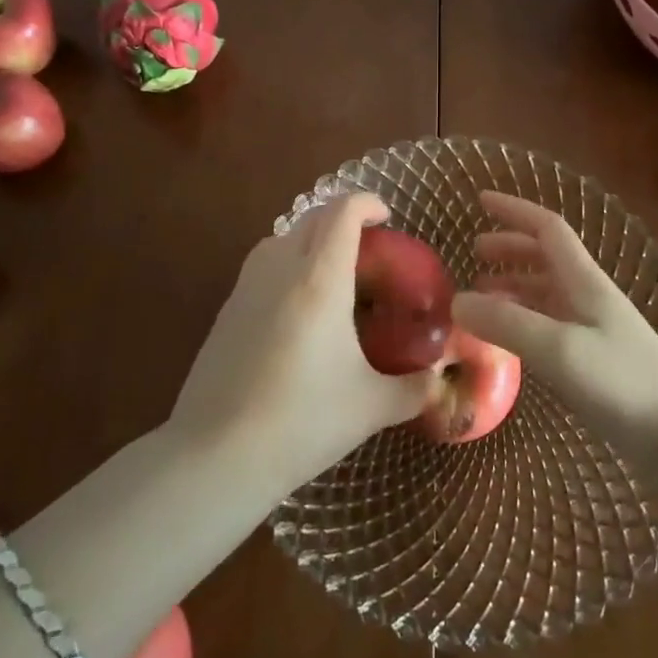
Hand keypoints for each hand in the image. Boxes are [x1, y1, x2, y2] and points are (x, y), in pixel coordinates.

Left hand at [169, 193, 432, 492]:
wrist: (216, 455)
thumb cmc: (302, 422)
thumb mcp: (371, 407)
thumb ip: (415, 386)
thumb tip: (441, 376)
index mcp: (319, 279)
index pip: (342, 212)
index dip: (367, 203)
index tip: (387, 217)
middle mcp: (280, 269)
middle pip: (312, 218)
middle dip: (342, 218)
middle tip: (369, 247)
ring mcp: (246, 287)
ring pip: (281, 237)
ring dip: (310, 239)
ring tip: (333, 274)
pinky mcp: (225, 310)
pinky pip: (261, 265)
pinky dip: (286, 265)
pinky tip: (298, 309)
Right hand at [453, 192, 657, 458]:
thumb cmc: (622, 383)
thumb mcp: (559, 349)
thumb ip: (507, 323)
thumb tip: (456, 301)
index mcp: (583, 280)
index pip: (547, 228)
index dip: (514, 210)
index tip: (480, 200)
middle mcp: (587, 296)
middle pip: (545, 256)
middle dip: (509, 247)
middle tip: (474, 252)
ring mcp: (592, 328)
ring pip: (545, 290)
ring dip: (512, 284)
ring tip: (479, 296)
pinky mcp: (592, 359)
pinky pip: (548, 323)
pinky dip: (521, 318)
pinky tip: (506, 338)